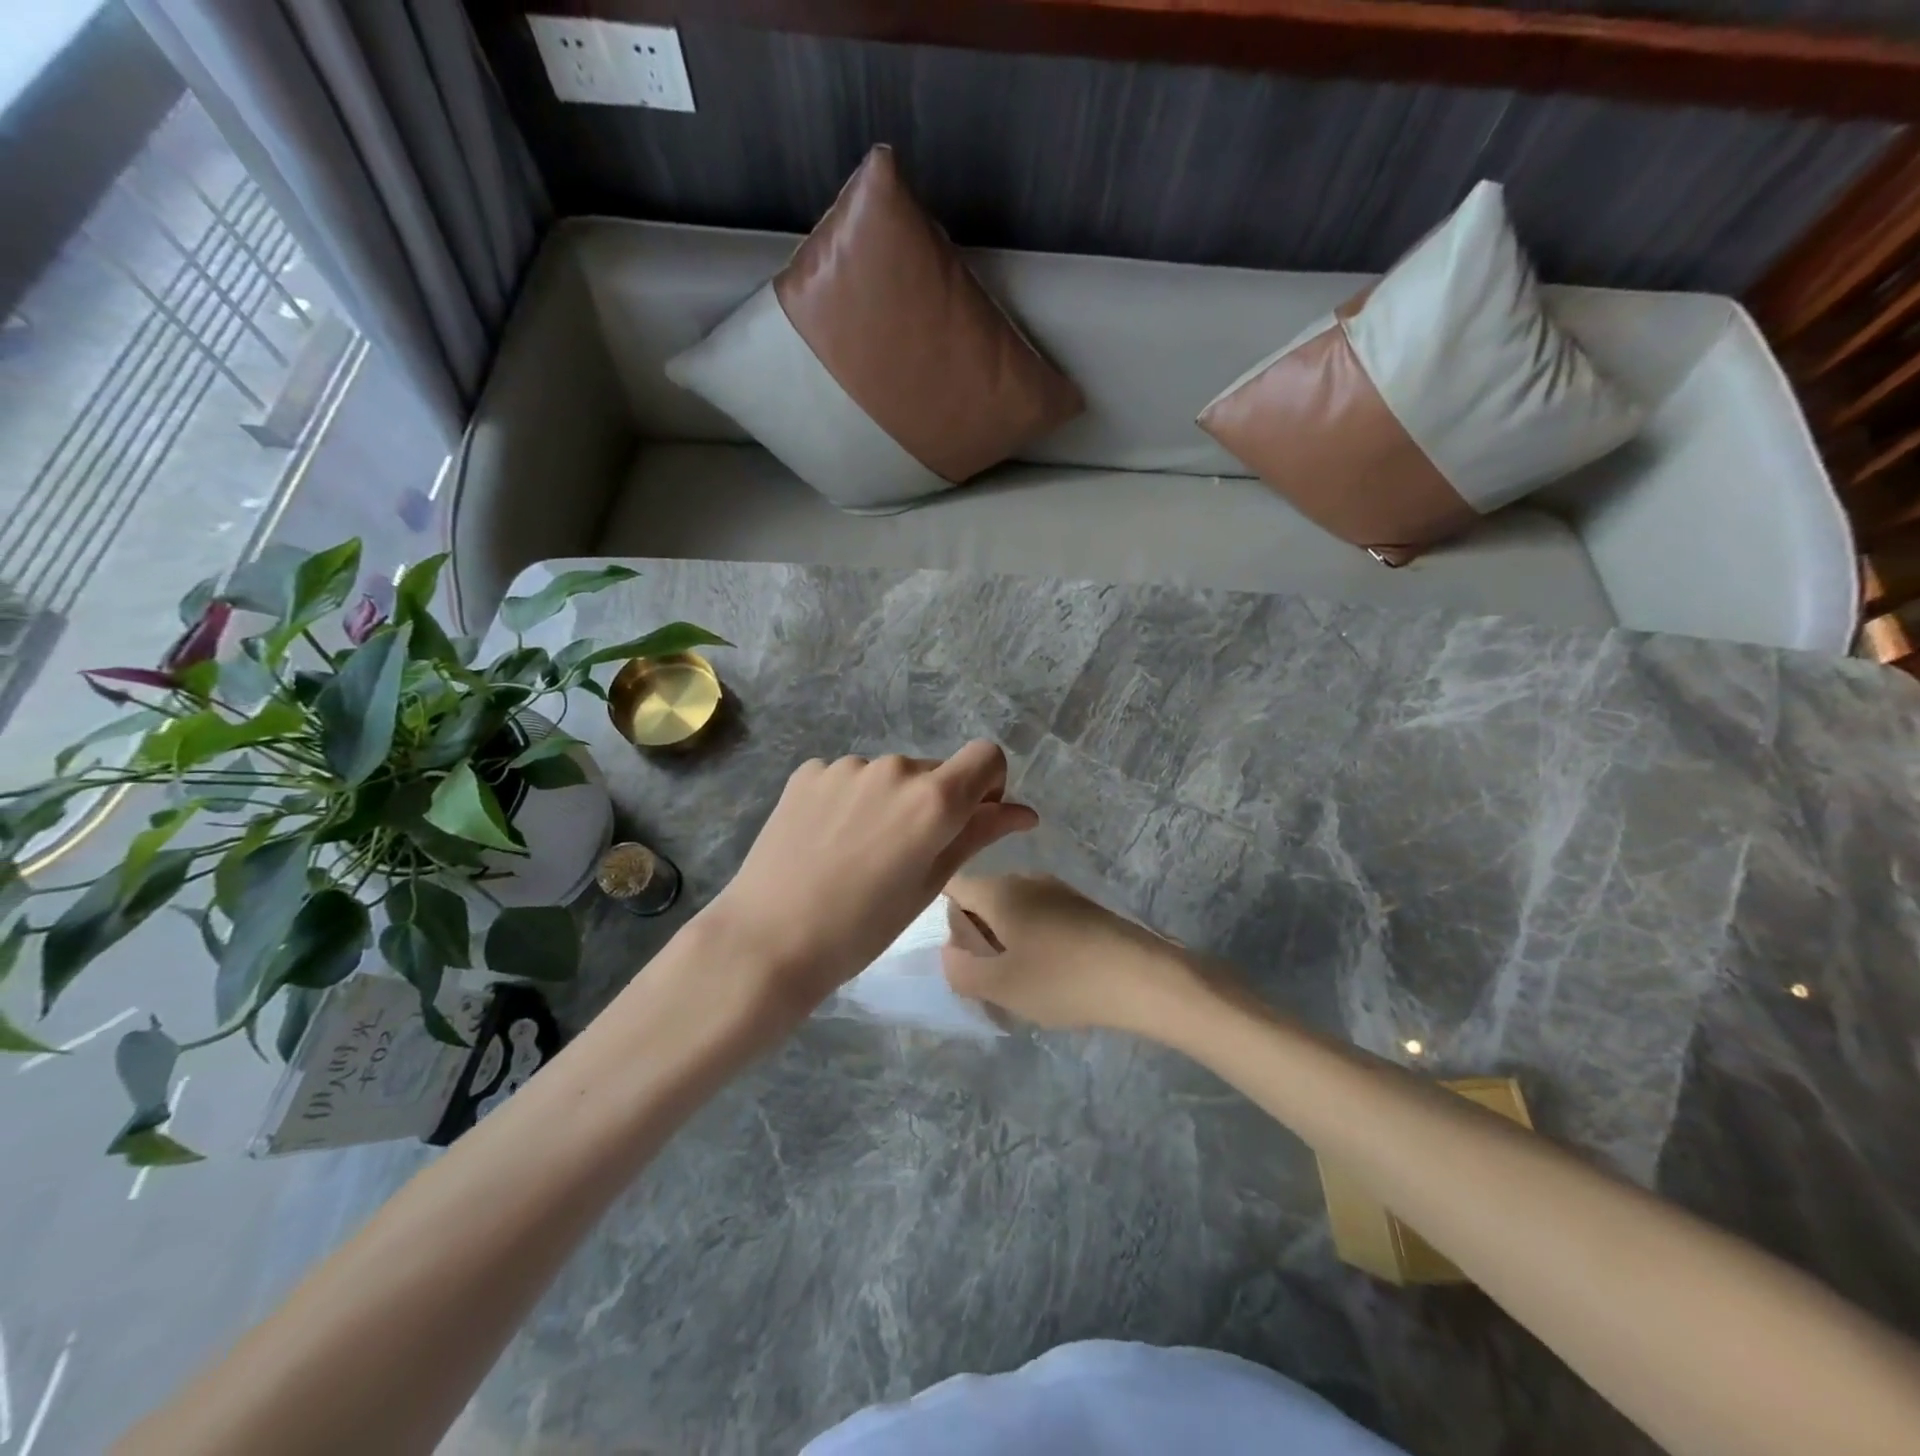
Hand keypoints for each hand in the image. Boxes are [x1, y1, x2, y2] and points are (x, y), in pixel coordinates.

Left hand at [693, 743, 1037, 1035]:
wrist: (768, 940)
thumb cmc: (862, 928)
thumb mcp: (929, 885)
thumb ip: (979, 836)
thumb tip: (1025, 812)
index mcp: (933, 798)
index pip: (986, 756)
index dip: (988, 785)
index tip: (968, 821)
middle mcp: (894, 768)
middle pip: (934, 771)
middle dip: (933, 803)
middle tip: (905, 856)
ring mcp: (847, 766)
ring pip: (889, 776)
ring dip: (889, 802)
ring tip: (858, 853)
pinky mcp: (809, 772)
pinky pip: (849, 778)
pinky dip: (851, 801)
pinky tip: (827, 841)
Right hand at [941, 874, 1203, 1035]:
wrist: (1143, 977)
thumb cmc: (1062, 980)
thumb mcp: (999, 986)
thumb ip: (960, 970)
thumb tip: (949, 952)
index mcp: (999, 891)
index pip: (952, 887)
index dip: (942, 917)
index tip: (956, 953)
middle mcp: (1025, 879)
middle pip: (982, 900)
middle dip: (976, 937)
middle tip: (986, 980)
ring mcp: (1057, 890)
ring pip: (1013, 911)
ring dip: (1006, 943)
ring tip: (1020, 984)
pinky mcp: (1082, 906)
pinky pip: (1041, 918)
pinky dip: (1034, 943)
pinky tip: (1052, 977)